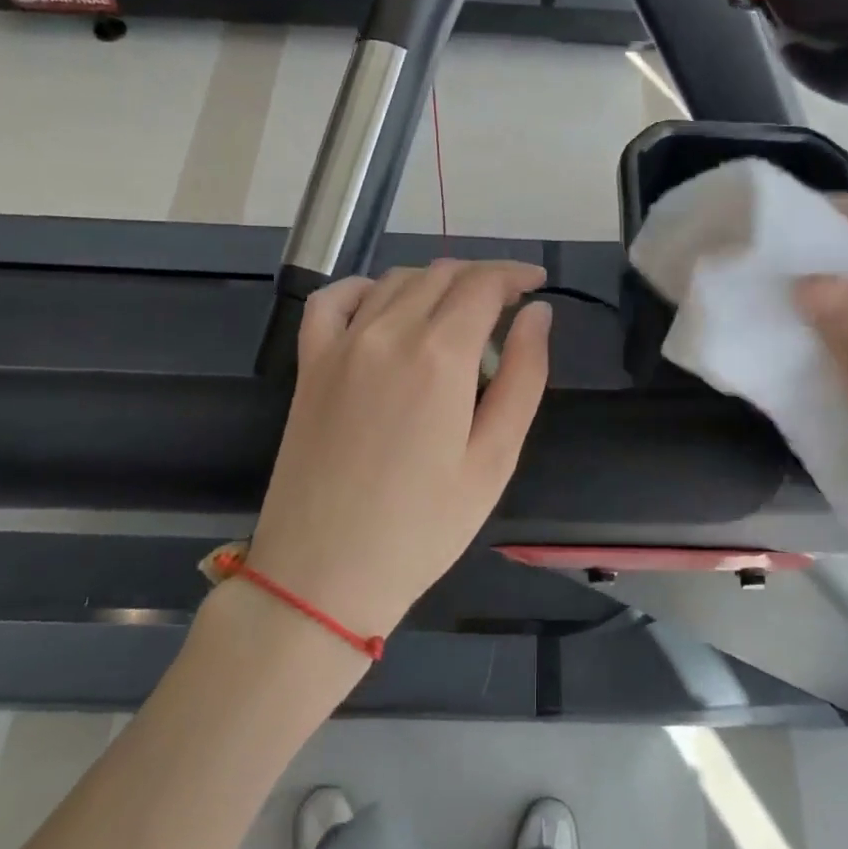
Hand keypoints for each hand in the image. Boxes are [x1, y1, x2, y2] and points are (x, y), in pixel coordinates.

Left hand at [243, 261, 552, 639]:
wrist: (323, 574)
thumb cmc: (423, 528)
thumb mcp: (494, 460)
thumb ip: (523, 377)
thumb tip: (538, 315)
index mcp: (439, 355)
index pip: (483, 284)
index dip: (515, 275)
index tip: (537, 284)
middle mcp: (387, 332)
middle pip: (441, 275)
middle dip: (482, 277)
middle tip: (508, 304)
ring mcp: (341, 344)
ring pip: (396, 281)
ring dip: (436, 283)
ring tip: (460, 311)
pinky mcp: (309, 364)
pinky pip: (333, 300)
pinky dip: (367, 288)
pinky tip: (384, 305)